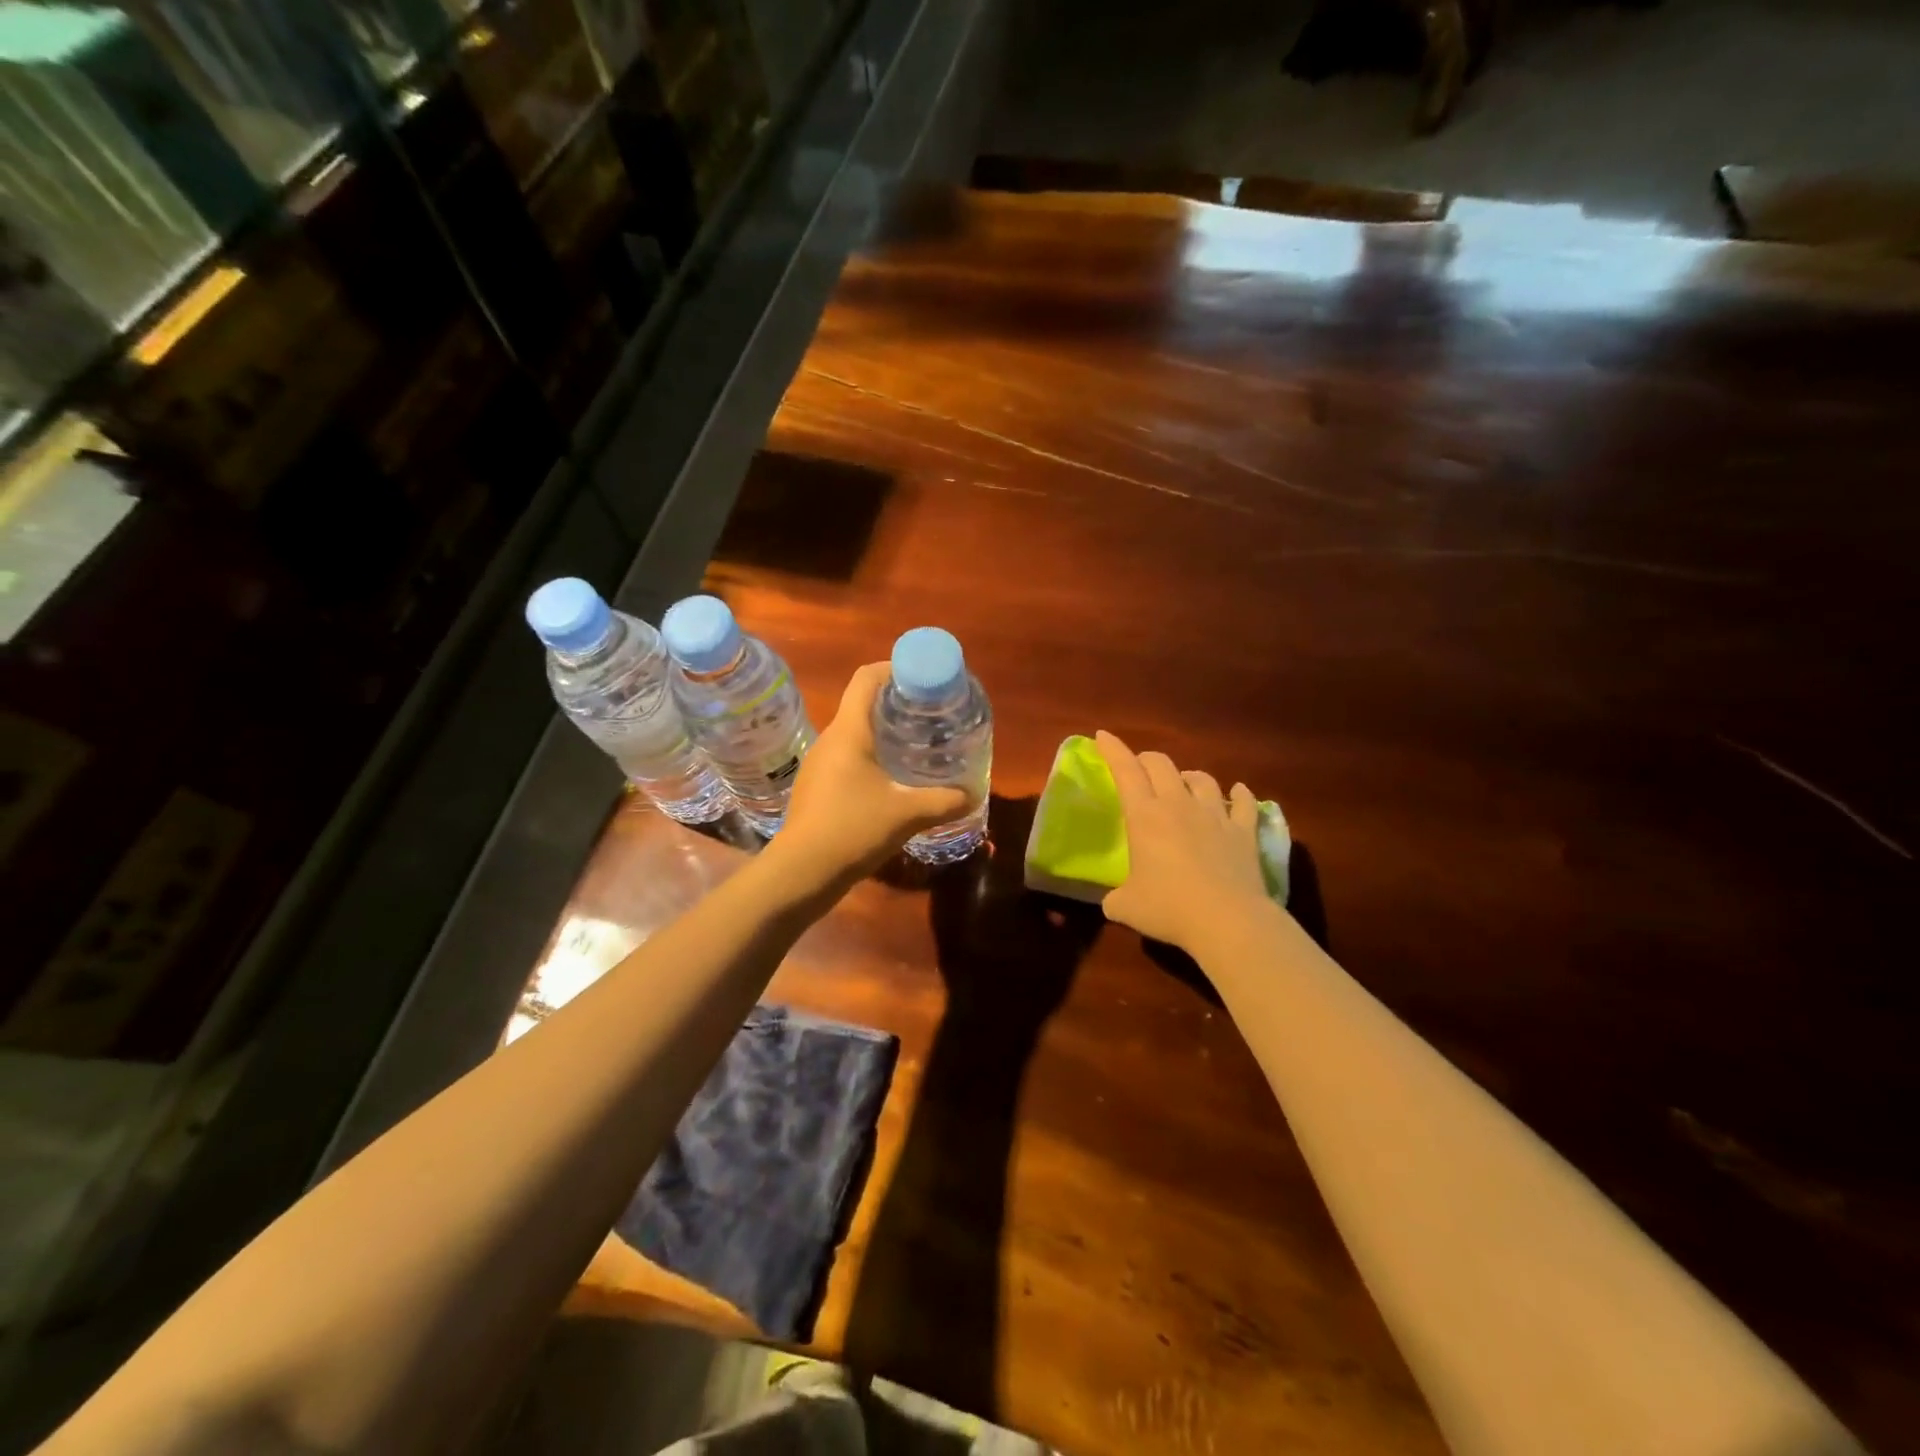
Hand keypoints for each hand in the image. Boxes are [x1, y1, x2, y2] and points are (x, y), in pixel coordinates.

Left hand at [773, 663, 972, 880]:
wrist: (801, 872)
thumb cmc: (853, 830)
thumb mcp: (907, 814)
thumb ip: (944, 801)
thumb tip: (973, 795)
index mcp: (849, 731)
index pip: (867, 678)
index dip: (894, 668)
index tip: (923, 679)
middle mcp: (830, 739)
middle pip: (863, 704)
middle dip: (897, 704)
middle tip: (930, 715)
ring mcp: (820, 764)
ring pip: (855, 734)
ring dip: (885, 733)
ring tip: (917, 746)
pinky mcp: (817, 787)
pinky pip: (848, 758)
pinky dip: (872, 758)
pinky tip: (893, 781)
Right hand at [1094, 730, 1271, 953]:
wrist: (1228, 921)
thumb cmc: (1169, 909)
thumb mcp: (1126, 907)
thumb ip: (1115, 898)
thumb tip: (1113, 902)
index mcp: (1145, 816)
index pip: (1125, 771)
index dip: (1112, 750)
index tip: (1102, 736)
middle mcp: (1179, 805)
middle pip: (1162, 765)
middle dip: (1147, 760)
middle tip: (1140, 768)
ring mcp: (1215, 815)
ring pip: (1202, 779)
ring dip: (1188, 776)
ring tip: (1184, 783)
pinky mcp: (1244, 831)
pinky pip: (1244, 803)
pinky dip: (1240, 795)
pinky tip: (1239, 792)